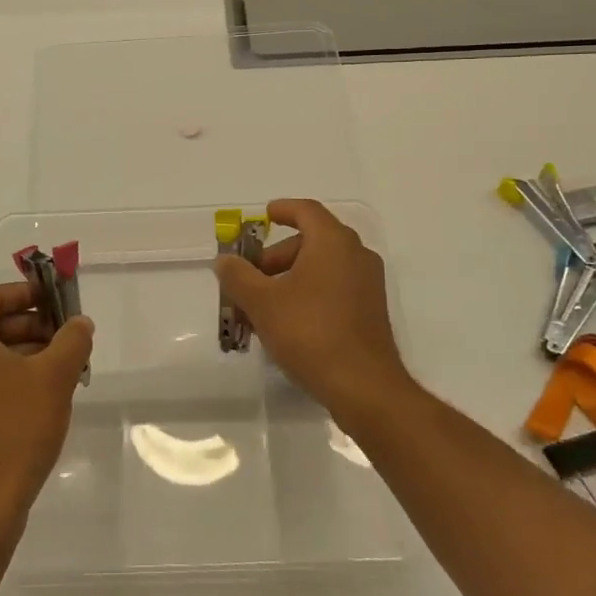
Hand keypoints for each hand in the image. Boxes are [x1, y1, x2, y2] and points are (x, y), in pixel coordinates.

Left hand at [0, 282, 93, 530]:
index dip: (26, 293)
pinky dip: (12, 373)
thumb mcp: (54, 376)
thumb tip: (79, 322)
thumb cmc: (17, 428)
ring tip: (63, 365)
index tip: (58, 301)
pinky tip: (43, 391)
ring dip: (25, 350)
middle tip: (67, 335)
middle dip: (32, 324)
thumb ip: (72, 339)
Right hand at [214, 198, 417, 428]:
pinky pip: (334, 289)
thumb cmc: (309, 332)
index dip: (283, 209)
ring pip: (322, 268)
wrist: (363, 386)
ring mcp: (367, 285)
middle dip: (276, 256)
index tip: (264, 215)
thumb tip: (224, 260)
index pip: (306, 211)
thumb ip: (239, 276)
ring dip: (289, 278)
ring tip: (261, 306)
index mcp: (333, 242)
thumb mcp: (262, 302)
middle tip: (250, 277)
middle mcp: (356, 256)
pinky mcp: (370, 312)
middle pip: (311, 241)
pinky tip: (285, 323)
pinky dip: (308, 294)